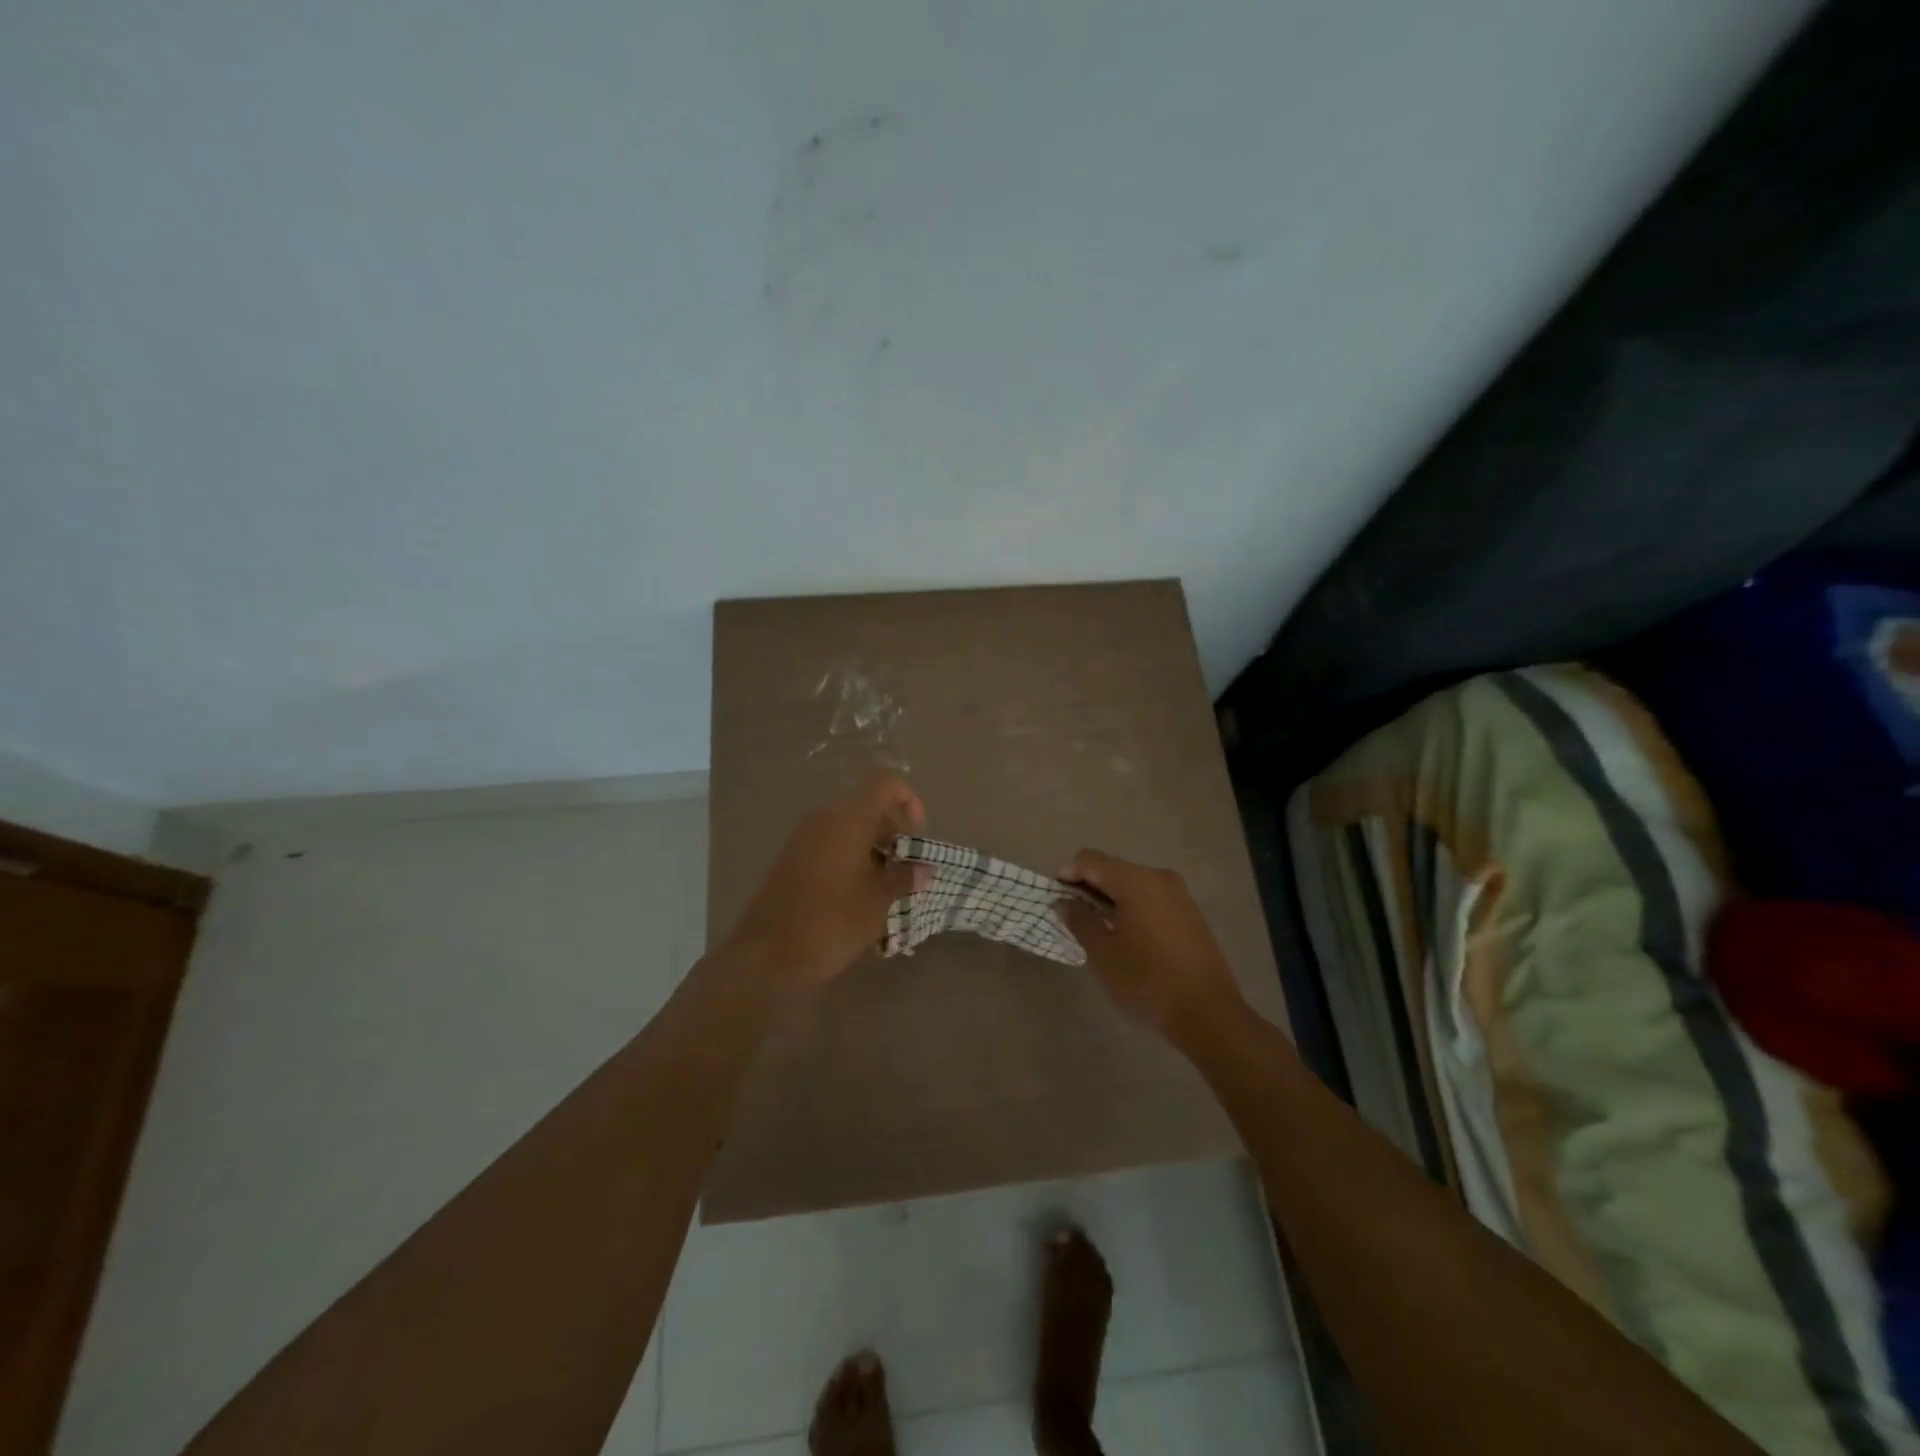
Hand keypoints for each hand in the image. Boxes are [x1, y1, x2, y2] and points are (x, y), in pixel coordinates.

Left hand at [723, 774, 925, 988]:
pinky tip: (859, 897)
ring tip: (887, 888)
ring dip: (873, 850)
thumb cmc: (832, 921)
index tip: (917, 835)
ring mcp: (803, 839)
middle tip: (907, 868)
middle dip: (893, 833)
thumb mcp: (878, 901)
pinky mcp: (791, 860)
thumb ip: (904, 877)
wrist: (767, 956)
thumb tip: (923, 868)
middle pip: (867, 807)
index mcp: (848, 819)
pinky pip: (830, 846)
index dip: (908, 800)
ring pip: (849, 829)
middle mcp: (824, 819)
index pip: (885, 784)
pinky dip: (851, 860)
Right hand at [1058, 850, 1245, 1047]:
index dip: (1068, 873)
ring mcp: (1179, 895)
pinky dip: (1131, 907)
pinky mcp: (1190, 914)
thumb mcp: (1103, 953)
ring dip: (1110, 898)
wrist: (1208, 1014)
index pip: (1091, 860)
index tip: (1054, 896)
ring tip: (1094, 926)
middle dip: (1088, 886)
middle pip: (1113, 869)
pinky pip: (1151, 898)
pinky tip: (1123, 934)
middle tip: (1070, 914)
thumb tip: (1064, 902)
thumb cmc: (1147, 981)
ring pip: (1133, 884)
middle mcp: (1159, 878)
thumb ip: (1080, 921)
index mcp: (1136, 881)